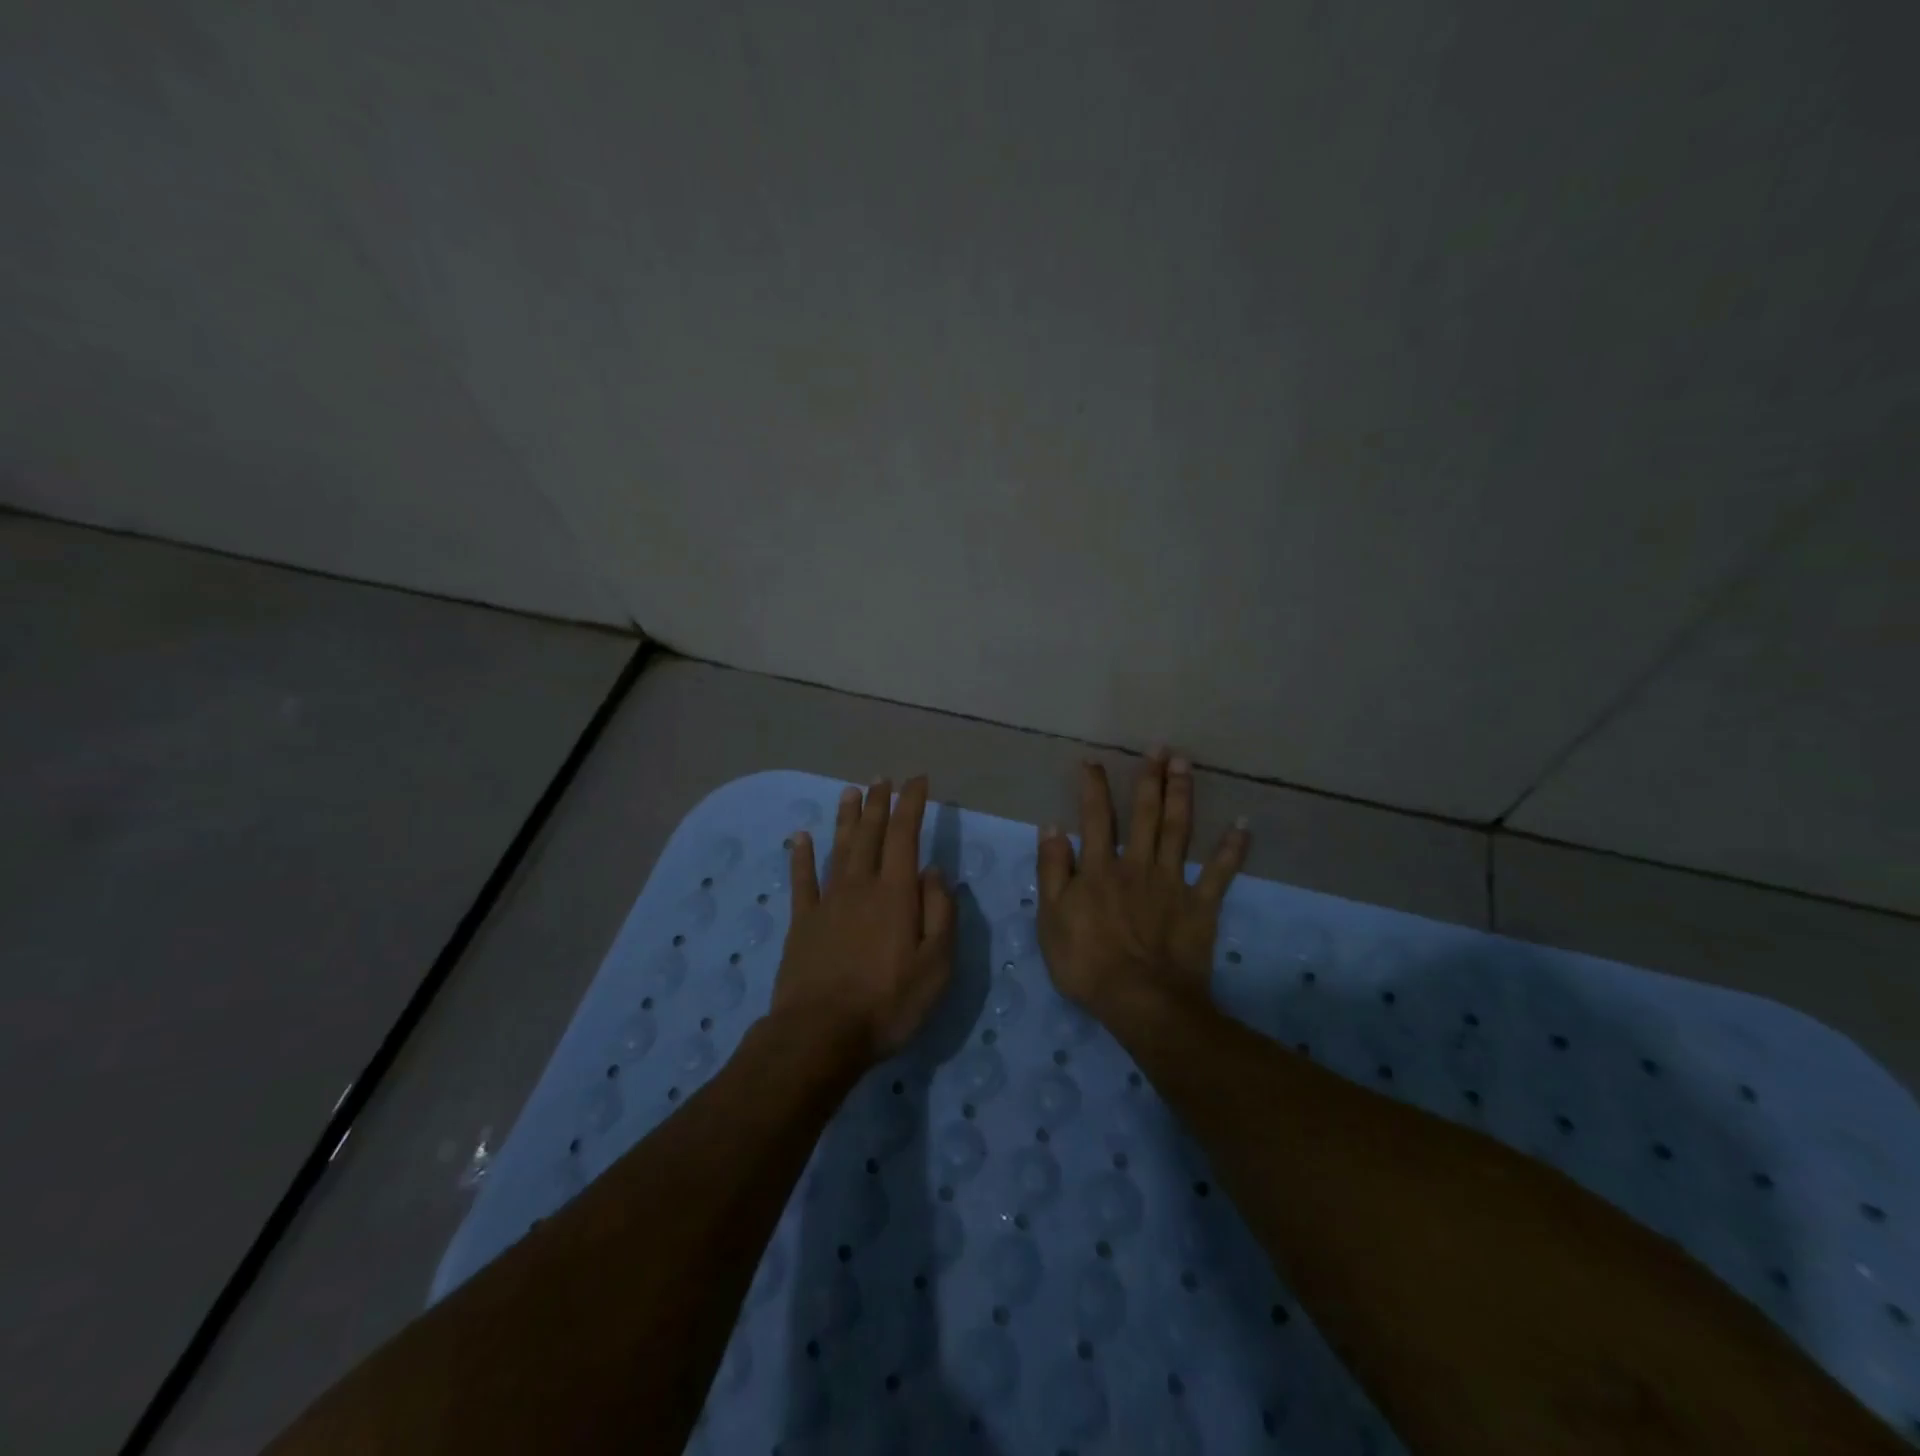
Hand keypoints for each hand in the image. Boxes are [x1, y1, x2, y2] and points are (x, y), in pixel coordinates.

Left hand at [772, 775, 955, 1064]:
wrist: (820, 1034)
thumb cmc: (888, 1003)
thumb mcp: (935, 965)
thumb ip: (939, 912)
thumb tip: (933, 870)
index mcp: (896, 894)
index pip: (905, 836)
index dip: (912, 804)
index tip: (918, 781)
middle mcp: (860, 887)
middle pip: (869, 835)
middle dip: (878, 803)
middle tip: (881, 778)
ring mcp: (827, 903)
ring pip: (838, 849)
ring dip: (845, 819)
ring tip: (849, 791)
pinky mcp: (802, 923)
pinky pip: (802, 881)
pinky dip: (801, 856)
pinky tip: (801, 837)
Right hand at [1036, 751, 1249, 1019]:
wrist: (1142, 1001)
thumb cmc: (1087, 963)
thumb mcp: (1051, 919)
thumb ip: (1052, 871)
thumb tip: (1052, 827)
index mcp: (1100, 868)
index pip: (1096, 817)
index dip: (1094, 787)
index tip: (1093, 761)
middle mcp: (1138, 864)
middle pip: (1146, 814)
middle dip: (1151, 779)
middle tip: (1160, 748)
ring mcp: (1172, 883)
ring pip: (1179, 830)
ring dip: (1183, 795)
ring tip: (1186, 764)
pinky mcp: (1200, 905)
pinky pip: (1220, 873)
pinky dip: (1233, 848)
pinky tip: (1243, 824)